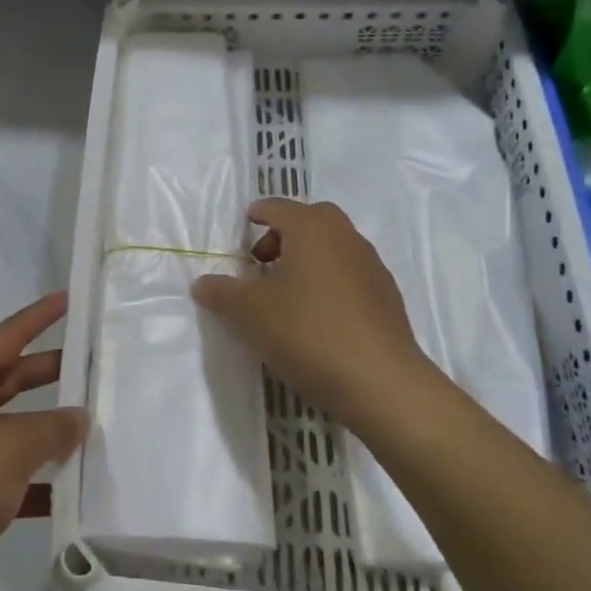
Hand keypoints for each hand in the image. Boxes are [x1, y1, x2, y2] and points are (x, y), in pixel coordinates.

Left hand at [0, 293, 87, 590]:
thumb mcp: (10, 447)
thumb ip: (51, 428)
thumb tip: (78, 417)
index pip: (9, 335)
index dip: (40, 316)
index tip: (70, 299)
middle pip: (11, 379)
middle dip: (51, 373)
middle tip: (93, 369)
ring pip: (12, 430)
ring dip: (47, 432)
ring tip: (94, 431)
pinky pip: (8, 477)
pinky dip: (36, 482)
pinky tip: (70, 496)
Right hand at [191, 199, 438, 430]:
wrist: (382, 383)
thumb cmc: (308, 332)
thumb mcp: (250, 313)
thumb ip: (222, 293)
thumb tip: (202, 283)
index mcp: (312, 228)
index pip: (277, 207)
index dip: (257, 214)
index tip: (244, 225)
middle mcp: (345, 237)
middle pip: (311, 221)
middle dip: (284, 234)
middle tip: (262, 262)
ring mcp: (372, 267)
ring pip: (333, 248)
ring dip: (308, 259)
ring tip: (286, 294)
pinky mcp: (387, 298)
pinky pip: (349, 275)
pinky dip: (329, 283)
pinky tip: (316, 318)